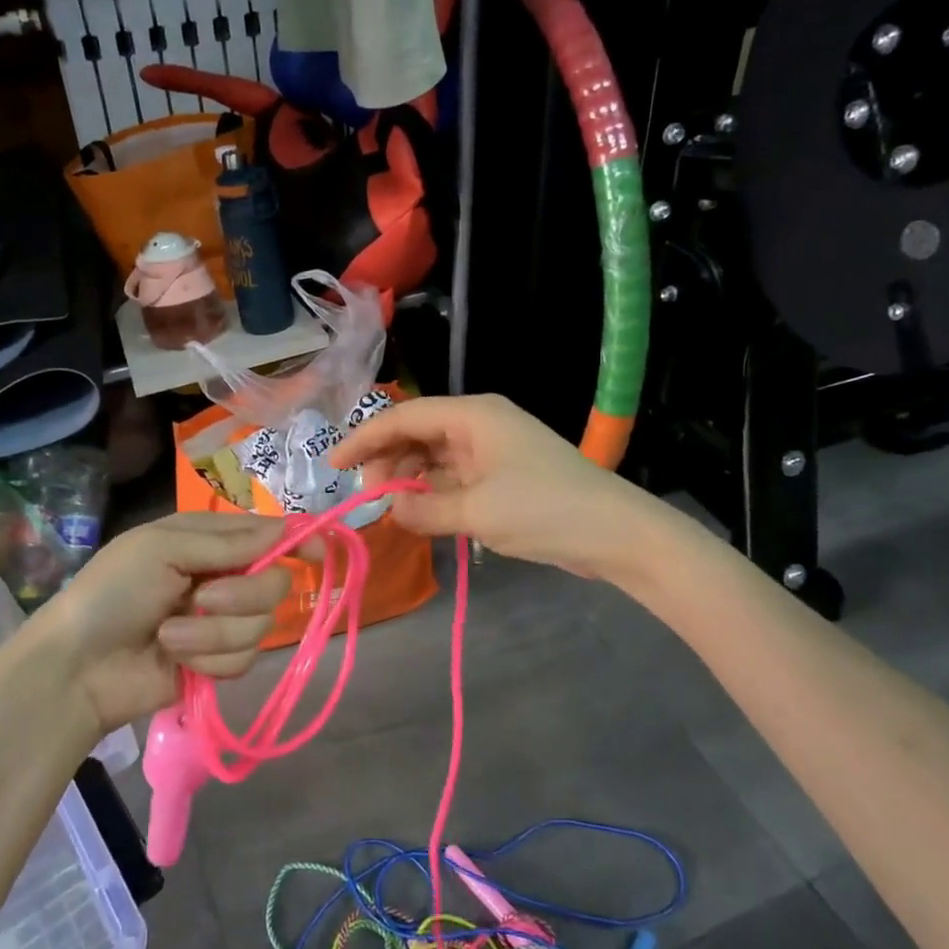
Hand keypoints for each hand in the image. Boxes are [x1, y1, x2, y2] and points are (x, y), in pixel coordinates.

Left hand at [32, 513, 293, 734]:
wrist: (78, 667)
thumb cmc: (113, 592)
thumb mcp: (163, 549)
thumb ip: (228, 543)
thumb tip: (286, 529)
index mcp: (208, 540)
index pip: (268, 534)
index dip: (297, 540)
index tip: (320, 552)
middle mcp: (222, 577)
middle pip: (274, 582)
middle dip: (242, 595)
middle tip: (203, 598)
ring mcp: (221, 622)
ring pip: (260, 625)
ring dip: (213, 633)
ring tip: (171, 636)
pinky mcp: (218, 662)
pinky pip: (244, 659)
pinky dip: (209, 660)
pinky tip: (178, 661)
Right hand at [331, 393, 641, 575]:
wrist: (615, 533)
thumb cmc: (543, 510)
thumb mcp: (475, 511)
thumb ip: (423, 508)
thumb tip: (390, 508)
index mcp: (472, 416)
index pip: (403, 417)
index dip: (364, 439)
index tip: (333, 465)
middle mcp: (479, 424)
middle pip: (417, 433)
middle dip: (387, 461)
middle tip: (369, 497)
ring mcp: (492, 449)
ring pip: (434, 457)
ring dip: (409, 479)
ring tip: (392, 509)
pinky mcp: (503, 475)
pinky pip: (454, 476)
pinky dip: (433, 492)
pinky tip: (420, 514)